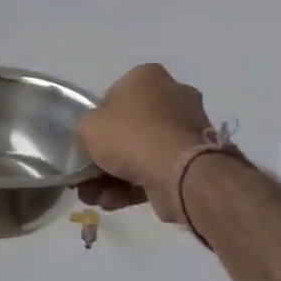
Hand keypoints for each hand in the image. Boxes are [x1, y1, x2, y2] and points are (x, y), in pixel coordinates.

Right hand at [76, 65, 211, 222]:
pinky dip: (134, 186)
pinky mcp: (194, 159)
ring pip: (142, 152)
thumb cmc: (130, 135)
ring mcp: (187, 129)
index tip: (87, 142)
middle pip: (130, 127)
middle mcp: (172, 96)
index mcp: (148, 77)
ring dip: (115, 176)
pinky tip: (111, 202)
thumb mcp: (87, 127)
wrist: (179, 171)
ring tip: (95, 198)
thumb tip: (96, 138)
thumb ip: (87, 129)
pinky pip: (157, 169)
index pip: (114, 95)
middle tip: (86, 177)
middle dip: (107, 156)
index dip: (98, 121)